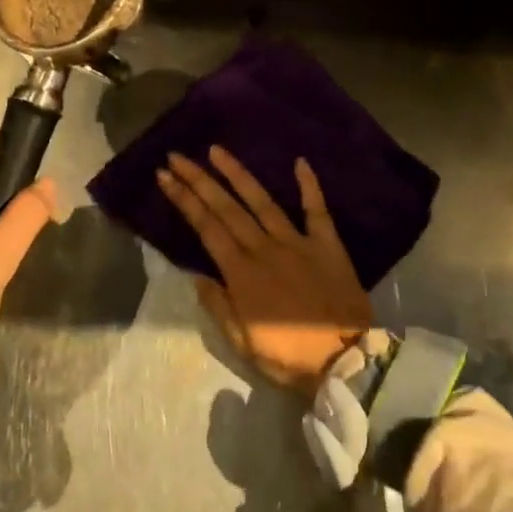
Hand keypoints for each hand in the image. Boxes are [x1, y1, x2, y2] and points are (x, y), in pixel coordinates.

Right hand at [157, 146, 371, 392]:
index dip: (184, 200)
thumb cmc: (289, 356)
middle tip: (177, 156)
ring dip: (238, 174)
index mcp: (242, 273)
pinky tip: (299, 161)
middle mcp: (265, 248)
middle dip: (199, 179)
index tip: (165, 176)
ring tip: (217, 150)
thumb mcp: (243, 343)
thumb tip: (197, 275)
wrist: (346, 361)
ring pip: (262, 201)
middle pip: (227, 207)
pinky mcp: (326, 244)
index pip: (206, 227)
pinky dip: (309, 185)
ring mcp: (297, 242)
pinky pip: (316, 210)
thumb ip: (219, 306)